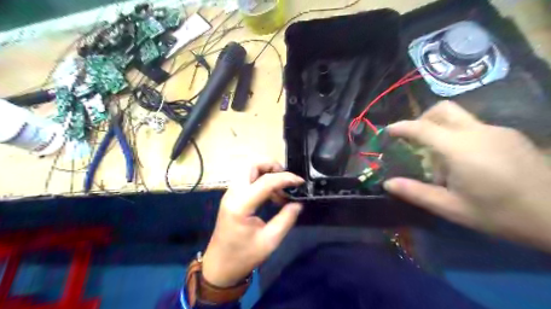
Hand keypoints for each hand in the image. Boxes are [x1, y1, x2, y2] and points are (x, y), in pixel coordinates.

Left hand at [202, 162, 304, 286]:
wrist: (219, 267)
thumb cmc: (243, 256)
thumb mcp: (270, 241)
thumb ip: (286, 219)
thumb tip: (298, 203)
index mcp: (241, 205)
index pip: (266, 181)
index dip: (286, 178)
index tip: (300, 182)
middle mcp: (233, 194)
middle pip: (251, 165)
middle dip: (271, 166)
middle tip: (286, 179)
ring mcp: (230, 194)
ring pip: (248, 169)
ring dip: (266, 172)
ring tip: (281, 188)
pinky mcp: (231, 197)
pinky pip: (246, 179)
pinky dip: (260, 179)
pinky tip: (271, 195)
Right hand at [384, 100, 550, 250]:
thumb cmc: (500, 214)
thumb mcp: (451, 208)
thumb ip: (416, 193)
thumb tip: (387, 183)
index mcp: (460, 148)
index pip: (422, 128)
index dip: (401, 127)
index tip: (388, 131)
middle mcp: (477, 131)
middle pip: (443, 109)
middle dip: (422, 118)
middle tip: (414, 138)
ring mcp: (497, 131)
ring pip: (459, 118)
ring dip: (441, 130)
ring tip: (441, 158)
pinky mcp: (510, 135)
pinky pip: (474, 127)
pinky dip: (459, 136)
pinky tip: (467, 161)